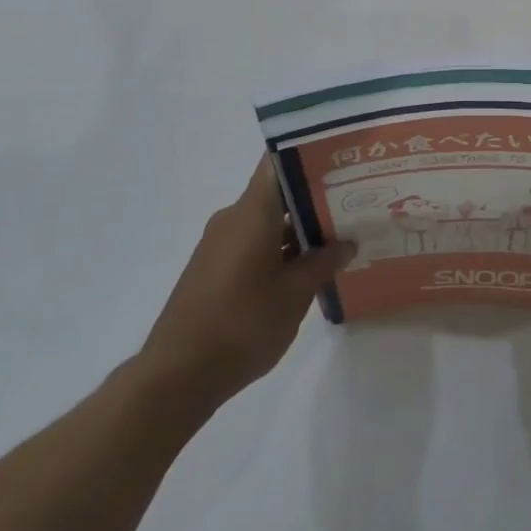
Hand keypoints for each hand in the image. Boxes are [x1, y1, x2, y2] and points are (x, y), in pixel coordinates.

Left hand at [140, 157, 354, 410]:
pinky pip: (253, 243)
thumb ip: (324, 262)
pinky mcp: (214, 269)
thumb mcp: (295, 294)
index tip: (341, 157)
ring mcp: (220, 245)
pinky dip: (280, 248)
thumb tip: (347, 243)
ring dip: (299, 228)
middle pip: (277, 193)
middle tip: (354, 199)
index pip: (278, 162)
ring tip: (339, 235)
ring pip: (267, 221)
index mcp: (252, 212)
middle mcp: (233, 218)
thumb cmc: (242, 324)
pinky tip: (306, 268)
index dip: (308, 154)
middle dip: (315, 196)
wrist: (176, 377)